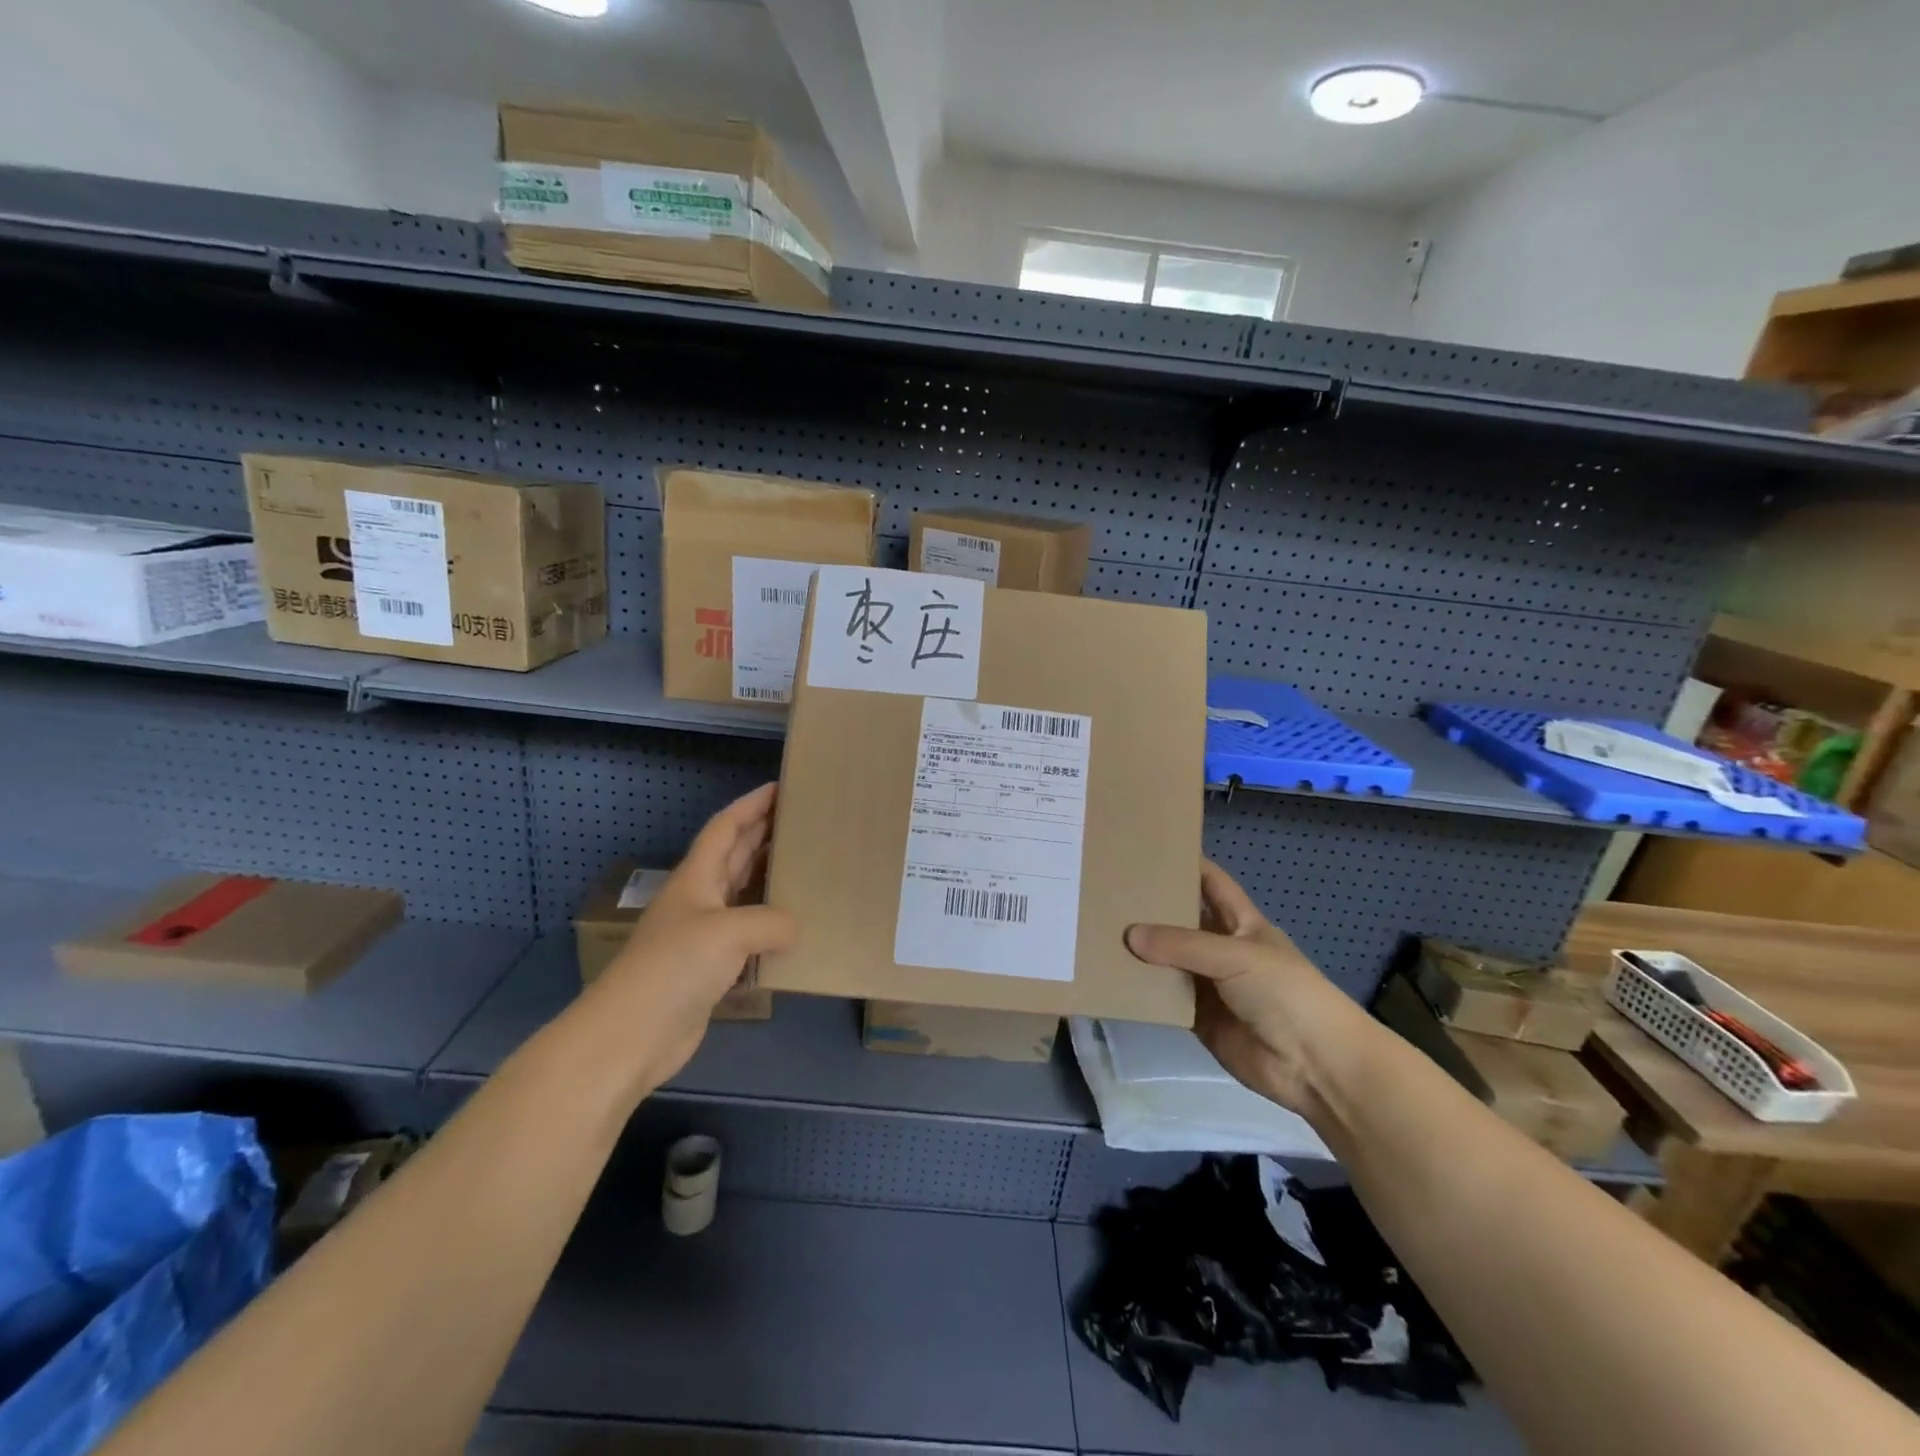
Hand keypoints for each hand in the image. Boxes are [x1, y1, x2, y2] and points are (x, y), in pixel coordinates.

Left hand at [584, 783, 797, 1092]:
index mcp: (697, 878)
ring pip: (743, 895)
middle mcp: (700, 900)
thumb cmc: (675, 967)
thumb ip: (771, 922)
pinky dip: (770, 928)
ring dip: (770, 879)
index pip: (725, 828)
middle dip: (764, 835)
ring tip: (806, 868)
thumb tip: (796, 928)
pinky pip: (748, 936)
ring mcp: (703, 935)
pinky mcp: (710, 969)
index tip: (781, 787)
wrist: (632, 1034)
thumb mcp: (729, 932)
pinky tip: (794, 931)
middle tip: (803, 822)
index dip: (751, 805)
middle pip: (735, 856)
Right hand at [1125, 860, 1367, 1116]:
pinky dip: (1142, 990)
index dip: (1186, 864)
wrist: (1314, 1065)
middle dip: (1151, 908)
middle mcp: (1222, 949)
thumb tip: (1129, 934)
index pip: (1211, 883)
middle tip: (1107, 890)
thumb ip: (1182, 945)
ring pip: (1168, 960)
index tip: (1147, 850)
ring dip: (1141, 951)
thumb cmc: (1285, 993)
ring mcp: (1210, 985)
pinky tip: (1112, 977)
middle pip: (1182, 921)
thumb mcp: (1235, 956)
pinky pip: (1165, 998)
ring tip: (1099, 930)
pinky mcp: (1199, 1018)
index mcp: (1242, 923)